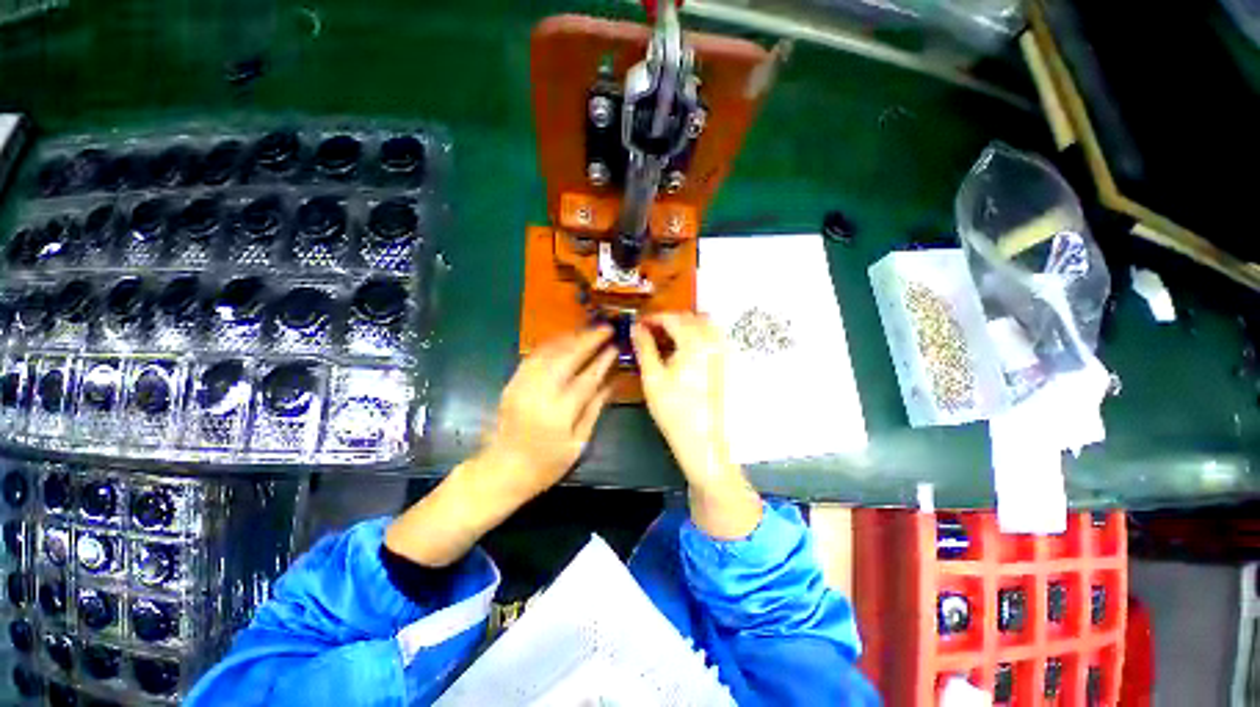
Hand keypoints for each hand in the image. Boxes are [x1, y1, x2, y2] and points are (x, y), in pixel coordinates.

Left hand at [386, 327, 615, 566]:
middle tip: (606, 328)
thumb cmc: (546, 464)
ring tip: (589, 330)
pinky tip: (564, 339)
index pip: (587, 378)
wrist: (502, 470)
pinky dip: (551, 344)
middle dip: (589, 339)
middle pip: (567, 357)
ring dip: (571, 337)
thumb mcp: (578, 443)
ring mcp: (523, 385)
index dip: (603, 360)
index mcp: (560, 413)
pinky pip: (533, 356)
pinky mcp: (513, 382)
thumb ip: (594, 409)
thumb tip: (611, 383)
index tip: (615, 346)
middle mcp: (540, 394)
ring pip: (549, 352)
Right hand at [633, 313, 760, 538]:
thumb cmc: (674, 409)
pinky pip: (715, 338)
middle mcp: (714, 341)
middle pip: (691, 318)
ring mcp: (724, 352)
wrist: (703, 440)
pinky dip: (699, 336)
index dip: (653, 318)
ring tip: (667, 341)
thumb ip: (644, 348)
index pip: (672, 318)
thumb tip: (636, 328)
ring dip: (686, 326)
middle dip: (670, 320)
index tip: (639, 325)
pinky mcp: (728, 364)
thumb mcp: (652, 377)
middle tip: (651, 333)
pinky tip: (686, 353)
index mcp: (694, 342)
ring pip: (705, 325)